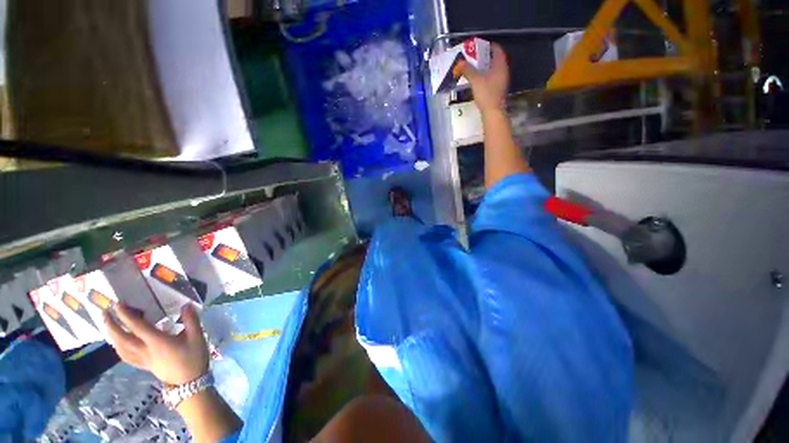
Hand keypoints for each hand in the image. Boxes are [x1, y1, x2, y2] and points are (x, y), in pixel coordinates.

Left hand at [104, 304, 208, 385]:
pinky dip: (118, 348)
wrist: (190, 382)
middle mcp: (145, 350)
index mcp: (157, 342)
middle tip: (103, 313)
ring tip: (107, 326)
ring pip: (121, 348)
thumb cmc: (194, 357)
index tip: (117, 304)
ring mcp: (143, 359)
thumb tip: (186, 305)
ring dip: (112, 336)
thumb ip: (191, 320)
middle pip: (123, 339)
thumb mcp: (197, 337)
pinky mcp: (144, 365)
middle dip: (111, 326)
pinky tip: (118, 344)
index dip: (126, 315)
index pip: (137, 327)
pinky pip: (126, 356)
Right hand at [459, 43, 509, 114]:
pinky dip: (485, 76)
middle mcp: (503, 71)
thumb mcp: (475, 80)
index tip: (480, 46)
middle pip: (495, 59)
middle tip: (474, 57)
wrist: (493, 112)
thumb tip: (459, 62)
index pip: (497, 50)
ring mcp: (502, 81)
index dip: (489, 46)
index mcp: (500, 65)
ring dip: (485, 67)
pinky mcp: (498, 90)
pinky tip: (478, 80)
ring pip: (493, 70)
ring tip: (474, 68)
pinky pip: (492, 78)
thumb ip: (467, 70)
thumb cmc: (486, 93)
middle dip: (485, 57)